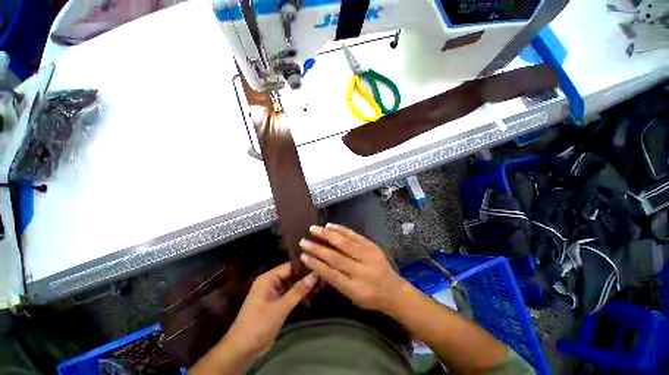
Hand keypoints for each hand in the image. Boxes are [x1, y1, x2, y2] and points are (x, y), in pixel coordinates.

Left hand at [224, 263, 316, 357]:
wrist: (243, 350)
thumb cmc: (258, 326)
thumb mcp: (280, 308)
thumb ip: (298, 291)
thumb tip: (315, 274)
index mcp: (268, 278)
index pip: (290, 266)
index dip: (304, 266)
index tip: (320, 264)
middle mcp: (271, 282)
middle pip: (292, 274)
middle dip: (306, 275)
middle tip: (323, 273)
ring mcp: (274, 292)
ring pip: (292, 284)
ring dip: (304, 284)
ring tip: (321, 281)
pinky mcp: (276, 302)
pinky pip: (290, 293)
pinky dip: (300, 293)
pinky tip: (313, 292)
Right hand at [299, 223, 406, 311]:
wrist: (393, 289)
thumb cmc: (369, 296)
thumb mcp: (352, 296)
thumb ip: (336, 281)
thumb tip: (318, 264)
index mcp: (355, 288)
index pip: (331, 274)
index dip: (315, 264)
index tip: (303, 256)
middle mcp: (361, 270)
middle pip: (336, 256)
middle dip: (317, 248)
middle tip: (303, 241)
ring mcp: (368, 255)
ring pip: (344, 243)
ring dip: (327, 235)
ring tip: (314, 229)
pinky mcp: (371, 245)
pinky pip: (354, 235)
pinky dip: (341, 230)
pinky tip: (330, 226)